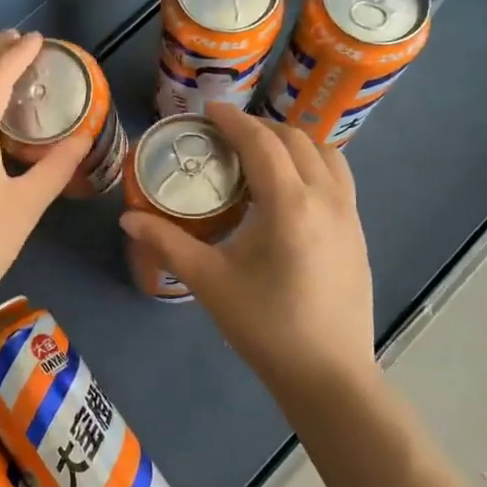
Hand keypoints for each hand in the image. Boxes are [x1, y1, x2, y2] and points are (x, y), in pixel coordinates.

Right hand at [119, 106, 376, 403]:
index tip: (209, 110)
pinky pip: (337, 177)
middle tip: (226, 135)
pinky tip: (289, 189)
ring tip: (260, 154)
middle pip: (295, 139)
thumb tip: (128, 217)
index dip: (233, 120)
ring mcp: (349, 214)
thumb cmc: (265, 327)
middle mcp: (326, 197)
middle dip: (260, 127)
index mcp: (289, 204)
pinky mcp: (358, 232)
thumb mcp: (210, 281)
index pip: (261, 143)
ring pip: (325, 153)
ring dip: (292, 142)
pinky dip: (312, 163)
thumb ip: (168, 242)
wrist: (328, 375)